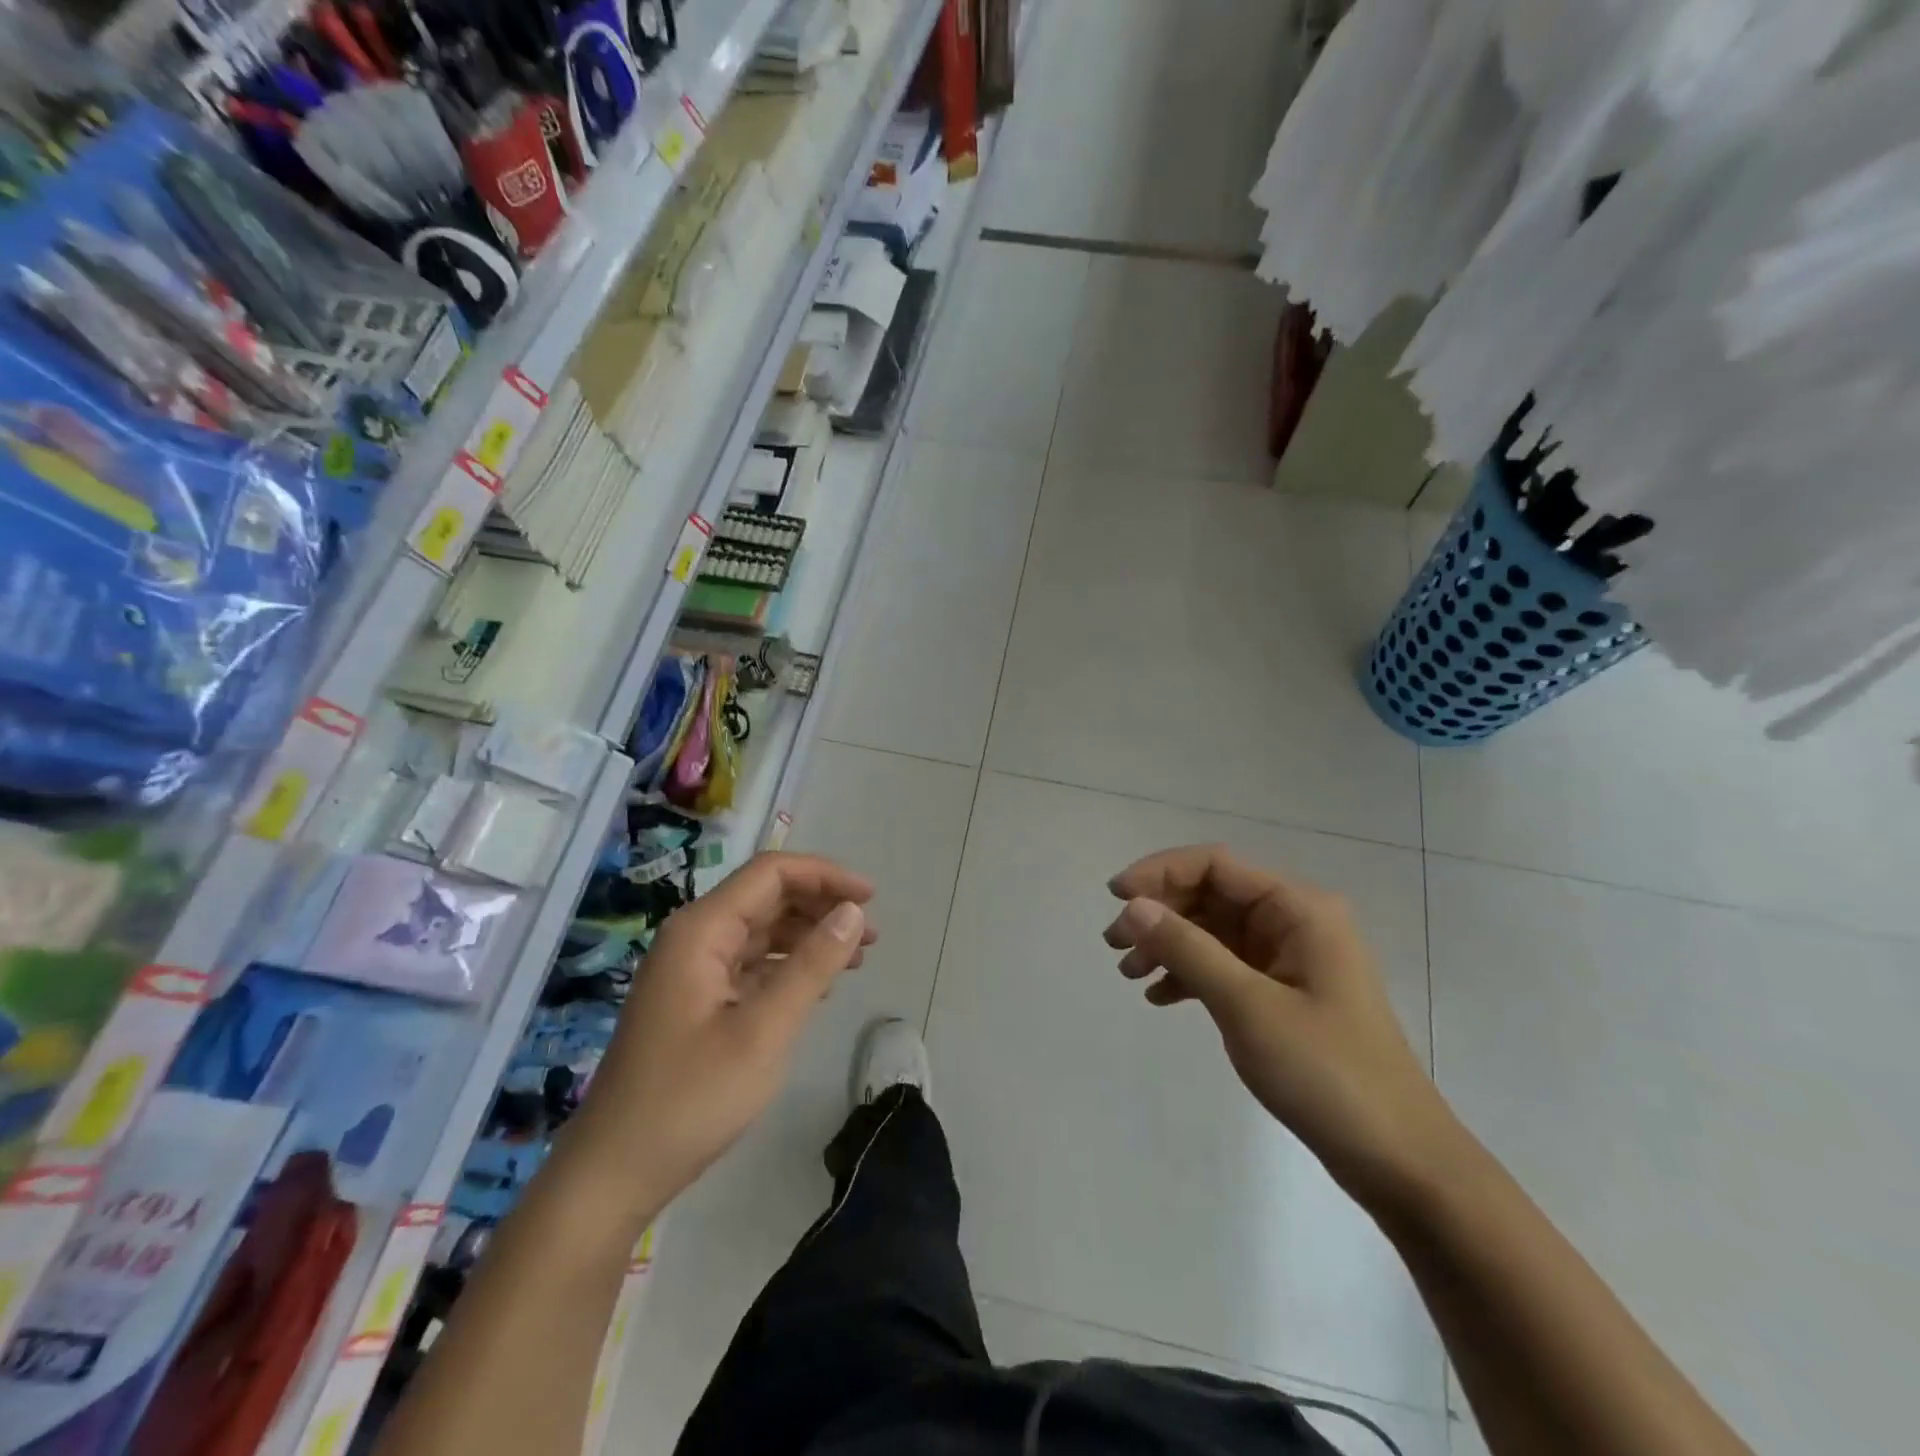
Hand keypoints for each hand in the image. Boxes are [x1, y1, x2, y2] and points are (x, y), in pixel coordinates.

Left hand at [580, 852, 877, 1199]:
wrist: (614, 1172)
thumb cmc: (691, 1098)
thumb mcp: (764, 1030)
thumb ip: (812, 965)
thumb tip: (853, 912)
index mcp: (702, 930)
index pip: (771, 873)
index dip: (825, 875)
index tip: (871, 898)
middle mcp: (694, 937)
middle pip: (766, 897)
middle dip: (821, 906)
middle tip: (870, 935)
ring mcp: (692, 970)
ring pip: (761, 931)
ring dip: (809, 936)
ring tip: (855, 959)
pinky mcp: (695, 1000)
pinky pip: (750, 964)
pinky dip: (788, 966)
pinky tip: (817, 987)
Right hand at [1105, 845, 1465, 1211]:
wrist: (1399, 1159)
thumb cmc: (1326, 1073)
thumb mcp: (1247, 1006)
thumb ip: (1188, 949)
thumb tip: (1134, 906)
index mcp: (1298, 909)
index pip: (1215, 865)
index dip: (1159, 872)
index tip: (1114, 898)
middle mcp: (1295, 921)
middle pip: (1211, 894)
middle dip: (1160, 912)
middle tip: (1114, 944)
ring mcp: (1290, 958)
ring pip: (1214, 931)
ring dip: (1169, 944)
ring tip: (1129, 973)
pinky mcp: (1284, 993)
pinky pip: (1226, 966)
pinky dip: (1190, 974)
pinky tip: (1160, 997)